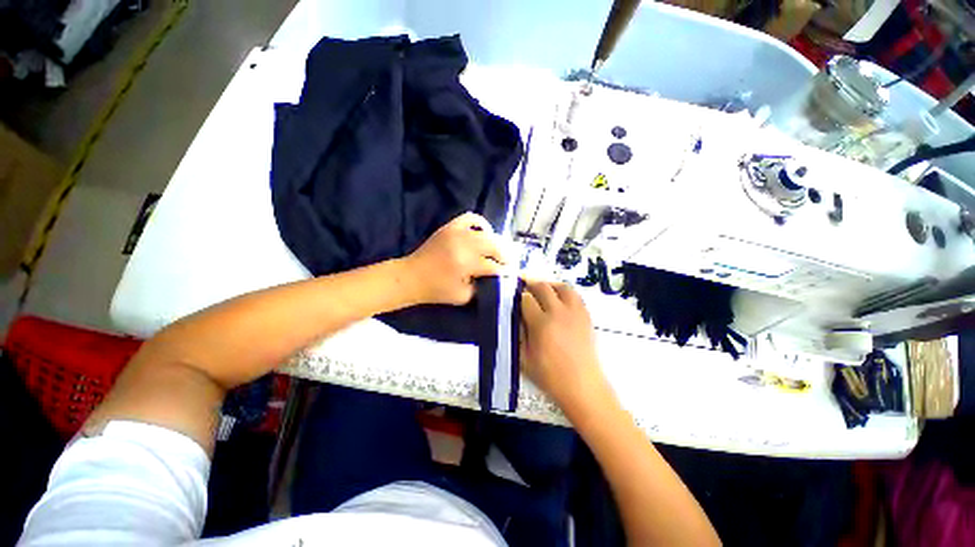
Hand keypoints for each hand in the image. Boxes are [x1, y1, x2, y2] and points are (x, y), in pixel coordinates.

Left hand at [402, 213, 505, 305]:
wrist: (412, 276)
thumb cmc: (437, 290)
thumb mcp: (463, 296)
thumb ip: (482, 287)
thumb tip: (495, 279)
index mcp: (466, 264)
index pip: (494, 266)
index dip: (505, 271)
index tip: (512, 274)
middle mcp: (464, 244)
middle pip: (494, 246)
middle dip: (505, 255)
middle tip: (508, 263)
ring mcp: (457, 232)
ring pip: (486, 233)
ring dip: (496, 242)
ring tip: (498, 251)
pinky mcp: (450, 227)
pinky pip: (471, 218)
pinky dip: (481, 224)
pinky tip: (484, 234)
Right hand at [520, 281, 610, 410]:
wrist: (582, 386)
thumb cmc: (550, 376)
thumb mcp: (524, 359)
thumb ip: (518, 334)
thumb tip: (517, 316)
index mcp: (541, 324)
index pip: (526, 299)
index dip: (519, 297)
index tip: (516, 298)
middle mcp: (558, 312)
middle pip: (543, 287)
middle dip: (531, 283)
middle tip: (525, 285)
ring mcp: (575, 313)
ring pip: (562, 286)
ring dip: (550, 284)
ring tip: (543, 289)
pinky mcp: (586, 316)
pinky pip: (575, 296)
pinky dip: (565, 292)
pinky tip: (560, 299)